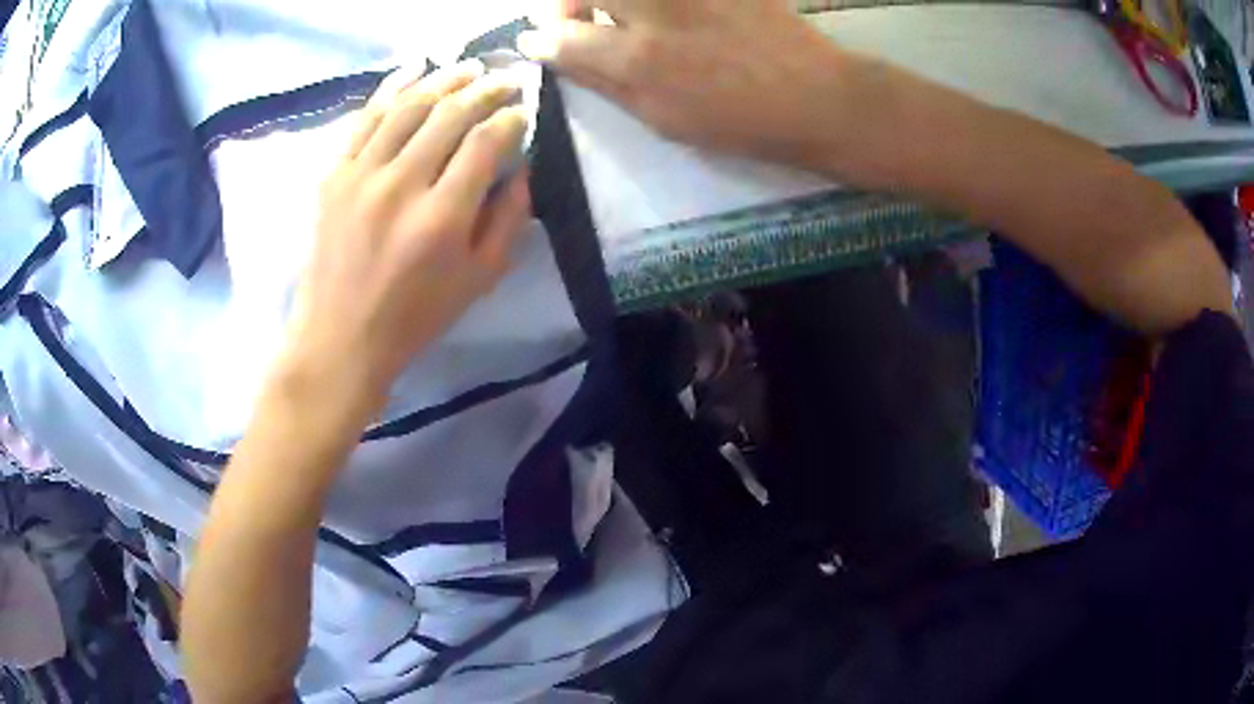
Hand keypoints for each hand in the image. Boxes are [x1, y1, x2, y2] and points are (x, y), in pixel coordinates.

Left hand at [279, 61, 532, 415]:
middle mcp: (400, 185)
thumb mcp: (480, 280)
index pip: (484, 143)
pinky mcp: (333, 174)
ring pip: (408, 106)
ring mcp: (360, 175)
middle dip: (485, 89)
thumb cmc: (415, 316)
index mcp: (441, 218)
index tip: (523, 112)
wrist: (339, 336)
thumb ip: (509, 220)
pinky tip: (415, 69)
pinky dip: (391, 88)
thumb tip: (520, 168)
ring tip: (469, 68)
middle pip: (448, 114)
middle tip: (505, 79)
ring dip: (444, 80)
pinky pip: (365, 118)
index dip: (510, 119)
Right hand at [519, 0, 850, 168]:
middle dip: (567, 2)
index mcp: (639, 58)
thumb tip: (558, 57)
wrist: (818, 99)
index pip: (562, 35)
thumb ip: (606, 82)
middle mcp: (657, 11)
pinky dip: (654, 2)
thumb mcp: (664, 118)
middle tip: (576, 17)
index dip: (541, 38)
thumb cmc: (741, 123)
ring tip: (622, 15)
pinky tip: (664, 14)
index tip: (537, 40)